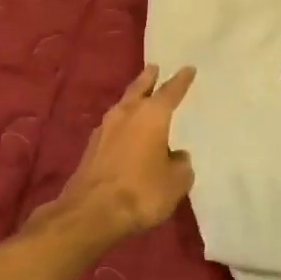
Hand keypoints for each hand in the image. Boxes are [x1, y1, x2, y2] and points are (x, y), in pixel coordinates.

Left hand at [41, 65, 196, 244]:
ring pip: (123, 106)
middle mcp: (127, 114)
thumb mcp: (176, 182)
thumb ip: (181, 165)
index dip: (181, 80)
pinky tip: (124, 131)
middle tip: (154, 68)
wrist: (92, 211)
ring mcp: (105, 129)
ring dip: (132, 100)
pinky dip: (122, 124)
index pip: (170, 91)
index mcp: (152, 116)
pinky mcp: (92, 148)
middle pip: (139, 89)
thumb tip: (177, 156)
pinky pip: (112, 127)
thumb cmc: (142, 191)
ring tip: (140, 97)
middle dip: (148, 79)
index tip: (188, 68)